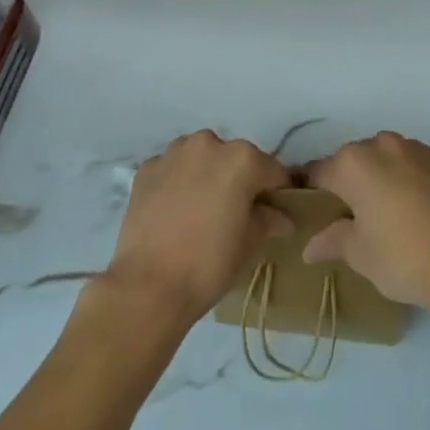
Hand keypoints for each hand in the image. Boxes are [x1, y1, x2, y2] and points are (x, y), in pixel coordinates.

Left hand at [105, 130, 291, 322]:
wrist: (148, 285)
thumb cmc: (208, 264)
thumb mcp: (248, 245)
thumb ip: (268, 220)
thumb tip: (281, 217)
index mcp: (241, 158)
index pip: (271, 171)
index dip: (276, 192)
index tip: (274, 213)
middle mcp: (208, 143)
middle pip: (234, 159)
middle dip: (238, 181)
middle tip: (234, 214)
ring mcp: (174, 152)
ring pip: (201, 158)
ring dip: (206, 176)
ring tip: (200, 211)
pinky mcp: (147, 167)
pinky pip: (172, 169)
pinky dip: (177, 183)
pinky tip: (174, 212)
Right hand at [302, 132, 429, 308]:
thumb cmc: (402, 259)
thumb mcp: (360, 255)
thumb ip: (332, 241)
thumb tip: (309, 247)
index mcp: (353, 163)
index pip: (320, 171)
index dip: (311, 189)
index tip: (310, 206)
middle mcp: (382, 144)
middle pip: (355, 160)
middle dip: (351, 183)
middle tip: (354, 217)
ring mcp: (416, 148)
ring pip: (388, 157)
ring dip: (383, 176)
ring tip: (390, 212)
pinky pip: (417, 163)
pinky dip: (412, 178)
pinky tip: (419, 209)